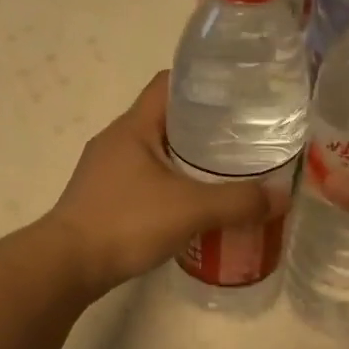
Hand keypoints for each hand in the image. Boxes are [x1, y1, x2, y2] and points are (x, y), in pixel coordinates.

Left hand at [44, 72, 282, 292]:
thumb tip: (281, 197)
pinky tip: (191, 206)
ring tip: (224, 173)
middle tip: (243, 139)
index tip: (238, 95)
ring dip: (186, 159)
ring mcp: (105, 170)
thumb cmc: (126, 223)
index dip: (203, 82)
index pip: (169, 84)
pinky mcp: (103, 198)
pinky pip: (144, 180)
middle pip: (166, 118)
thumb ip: (238, 202)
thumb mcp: (190, 209)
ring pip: (155, 152)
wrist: (67, 266)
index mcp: (133, 126)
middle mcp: (116, 140)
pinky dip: (170, 185)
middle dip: (204, 126)